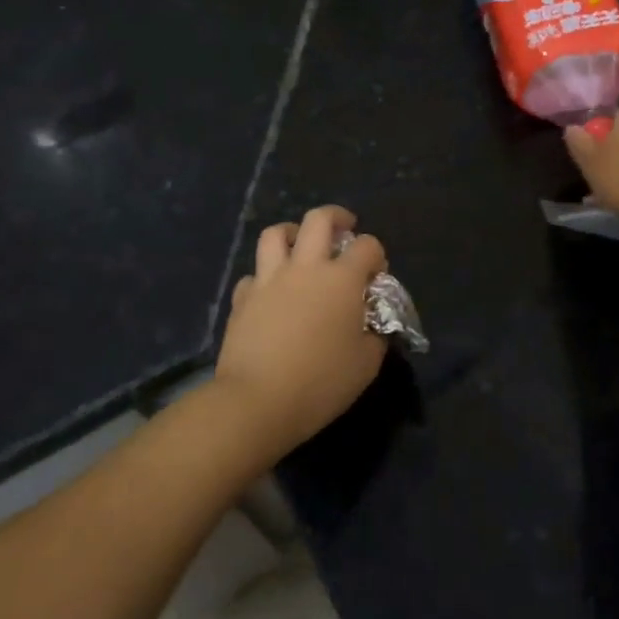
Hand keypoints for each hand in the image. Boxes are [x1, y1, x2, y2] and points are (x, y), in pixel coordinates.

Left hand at [212, 205, 387, 457]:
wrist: (256, 401)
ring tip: (300, 245)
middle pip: (319, 219)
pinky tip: (271, 293)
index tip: (376, 274)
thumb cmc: (320, 383)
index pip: (367, 246)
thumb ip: (375, 338)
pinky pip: (254, 274)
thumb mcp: (366, 366)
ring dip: (292, 233)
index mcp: (341, 279)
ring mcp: (269, 279)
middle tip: (344, 228)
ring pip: (276, 234)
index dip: (376, 254)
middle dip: (336, 217)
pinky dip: (265, 277)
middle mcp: (305, 267)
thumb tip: (372, 327)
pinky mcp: (242, 297)